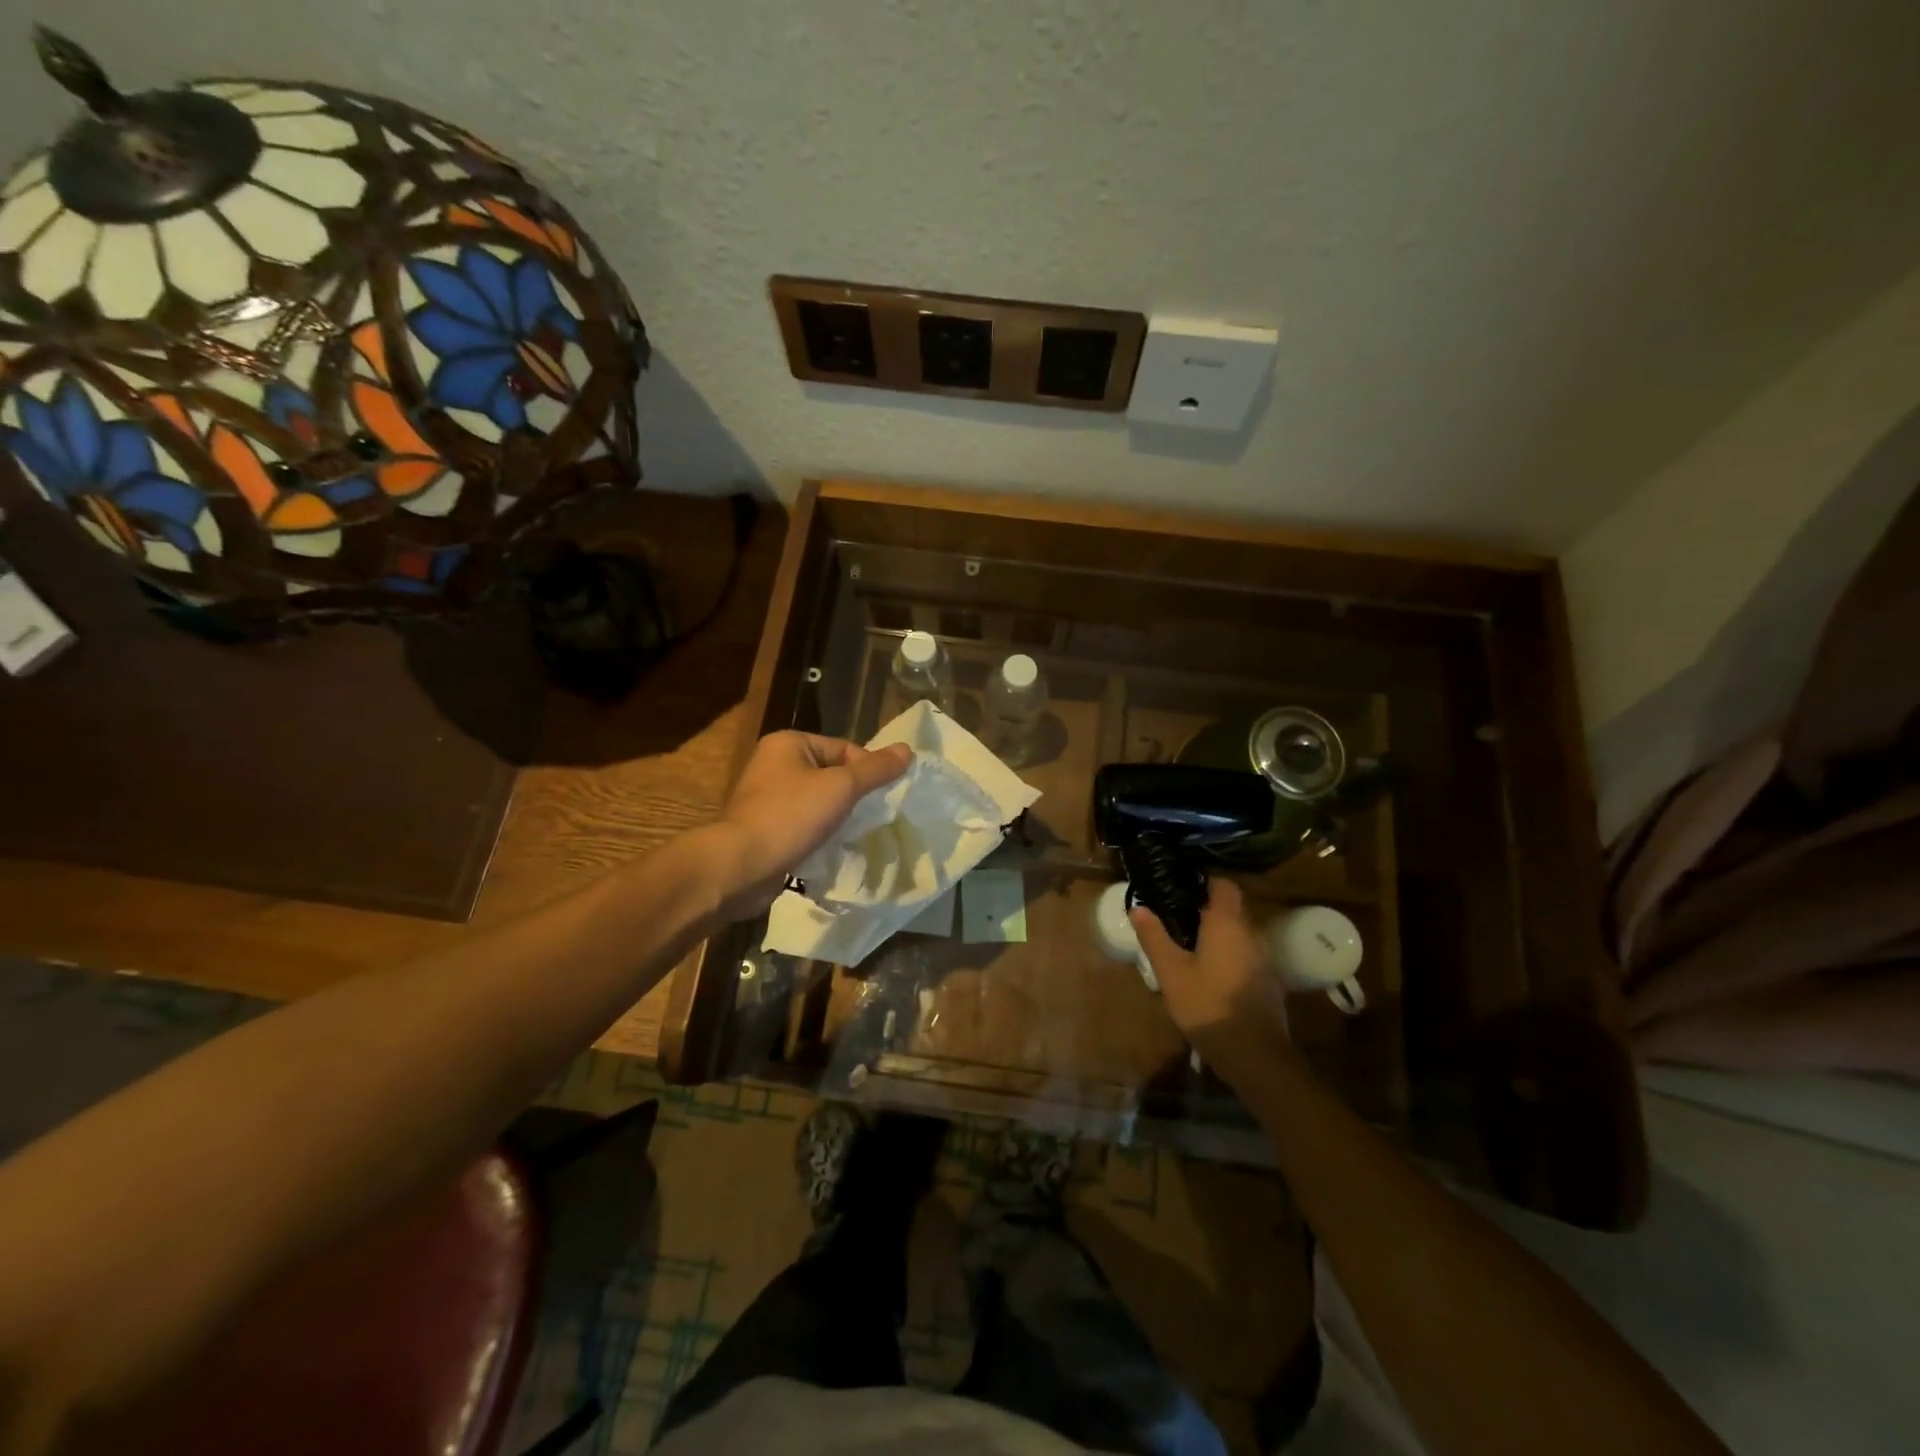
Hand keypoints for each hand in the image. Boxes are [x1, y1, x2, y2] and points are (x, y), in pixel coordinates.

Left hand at [708, 731, 912, 919]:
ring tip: (857, 836)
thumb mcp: (841, 787)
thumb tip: (908, 750)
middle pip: (832, 775)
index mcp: (789, 744)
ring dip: (839, 818)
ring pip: (819, 803)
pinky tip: (835, 850)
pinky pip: (805, 826)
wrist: (740, 867)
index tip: (882, 798)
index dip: (867, 771)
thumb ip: (876, 769)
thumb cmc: (790, 817)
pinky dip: (821, 836)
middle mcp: (775, 765)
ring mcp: (768, 799)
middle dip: (854, 797)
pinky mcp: (767, 829)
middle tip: (874, 818)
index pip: (844, 749)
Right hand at [1131, 877, 1288, 1065]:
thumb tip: (1137, 907)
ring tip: (1189, 947)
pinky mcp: (1268, 980)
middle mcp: (1251, 932)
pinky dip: (1228, 954)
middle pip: (1231, 908)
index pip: (1223, 884)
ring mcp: (1263, 957)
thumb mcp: (1171, 972)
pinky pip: (1245, 953)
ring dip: (1218, 934)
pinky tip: (1210, 974)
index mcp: (1227, 923)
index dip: (1203, 881)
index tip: (1179, 888)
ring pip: (1239, 932)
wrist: (1254, 1054)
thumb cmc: (1207, 1005)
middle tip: (1176, 920)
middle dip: (1206, 910)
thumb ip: (1154, 937)